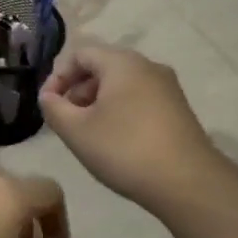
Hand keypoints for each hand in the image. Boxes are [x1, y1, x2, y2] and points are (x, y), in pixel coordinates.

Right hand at [39, 45, 222, 205]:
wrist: (188, 184)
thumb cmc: (124, 149)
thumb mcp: (75, 130)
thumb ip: (53, 108)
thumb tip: (49, 97)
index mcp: (122, 63)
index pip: (80, 54)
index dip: (57, 76)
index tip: (48, 104)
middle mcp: (148, 66)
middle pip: (102, 67)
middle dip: (77, 90)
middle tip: (66, 119)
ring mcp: (168, 88)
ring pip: (121, 84)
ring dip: (97, 102)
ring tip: (88, 133)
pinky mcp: (179, 109)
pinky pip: (139, 99)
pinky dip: (120, 111)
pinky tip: (116, 141)